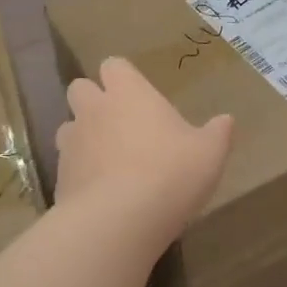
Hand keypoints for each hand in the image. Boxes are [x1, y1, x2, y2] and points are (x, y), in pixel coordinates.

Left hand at [56, 57, 233, 247]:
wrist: (118, 221)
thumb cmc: (170, 173)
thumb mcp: (209, 153)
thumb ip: (218, 133)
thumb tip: (226, 120)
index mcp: (128, 93)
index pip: (114, 65)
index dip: (123, 77)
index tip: (138, 94)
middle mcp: (94, 110)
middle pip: (80, 88)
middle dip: (94, 100)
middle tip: (120, 123)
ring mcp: (71, 143)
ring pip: (68, 127)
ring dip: (83, 136)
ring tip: (107, 159)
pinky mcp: (59, 177)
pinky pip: (67, 165)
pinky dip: (80, 172)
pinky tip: (100, 193)